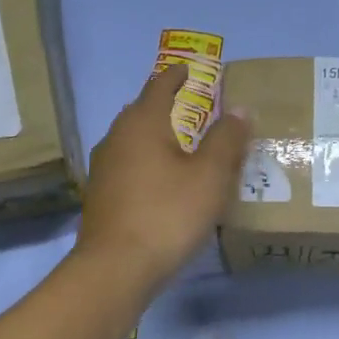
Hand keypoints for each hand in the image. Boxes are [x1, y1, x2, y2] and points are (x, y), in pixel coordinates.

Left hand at [76, 62, 249, 296]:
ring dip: (154, 139)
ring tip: (179, 147)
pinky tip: (160, 184)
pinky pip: (127, 168)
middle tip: (193, 110)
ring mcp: (102, 169)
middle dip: (165, 106)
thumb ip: (226, 139)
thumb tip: (238, 109)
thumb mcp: (209, 177)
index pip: (160, 85)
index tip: (191, 69)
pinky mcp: (100, 198)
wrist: (116, 268)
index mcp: (141, 123)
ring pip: (132, 142)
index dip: (177, 75)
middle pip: (141, 112)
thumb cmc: (167, 215)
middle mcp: (115, 138)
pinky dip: (145, 166)